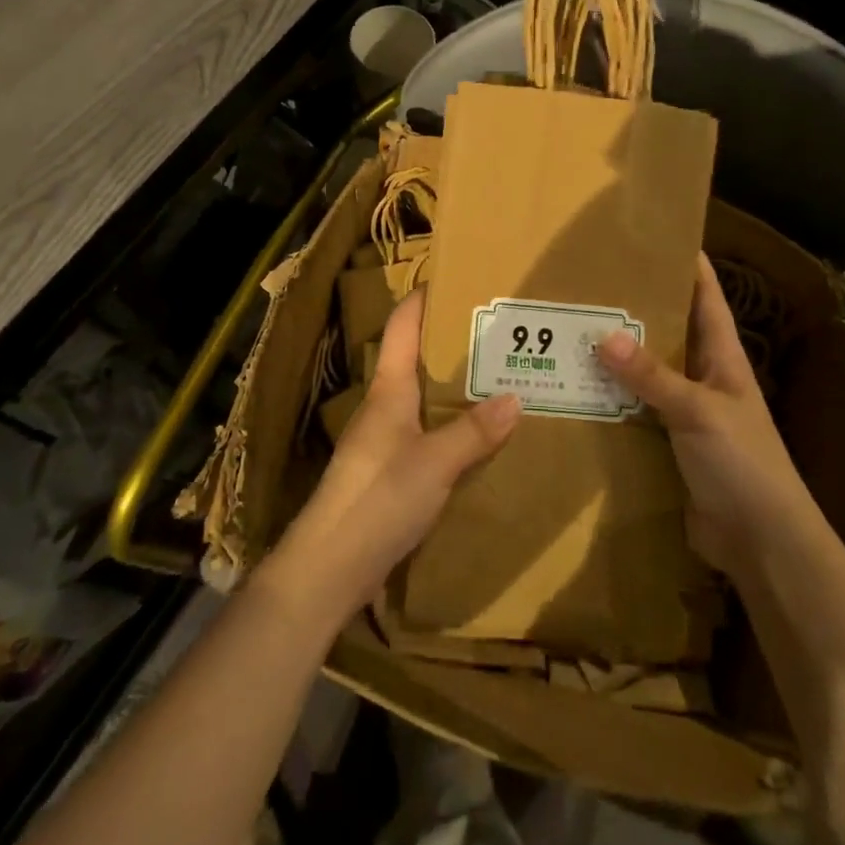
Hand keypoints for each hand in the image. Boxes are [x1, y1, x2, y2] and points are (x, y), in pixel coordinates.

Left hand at [265, 289, 520, 623]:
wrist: (329, 566)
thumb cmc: (378, 497)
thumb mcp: (435, 462)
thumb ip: (474, 431)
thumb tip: (515, 398)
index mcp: (389, 388)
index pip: (403, 326)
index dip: (423, 298)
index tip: (455, 278)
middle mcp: (384, 405)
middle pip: (417, 359)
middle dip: (452, 343)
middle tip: (497, 332)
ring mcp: (384, 440)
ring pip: (423, 398)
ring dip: (454, 386)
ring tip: (498, 378)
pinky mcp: (389, 472)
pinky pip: (426, 432)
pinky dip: (451, 424)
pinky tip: (478, 436)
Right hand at [598, 254, 811, 576]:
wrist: (761, 542)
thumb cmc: (743, 463)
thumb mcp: (698, 411)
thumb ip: (652, 376)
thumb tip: (604, 335)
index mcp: (723, 357)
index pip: (707, 298)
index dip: (688, 265)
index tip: (657, 235)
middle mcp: (704, 377)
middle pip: (669, 331)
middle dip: (636, 307)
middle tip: (592, 282)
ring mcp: (686, 411)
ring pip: (647, 372)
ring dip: (618, 356)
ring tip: (573, 329)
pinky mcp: (668, 444)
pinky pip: (635, 410)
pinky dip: (612, 399)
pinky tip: (578, 388)